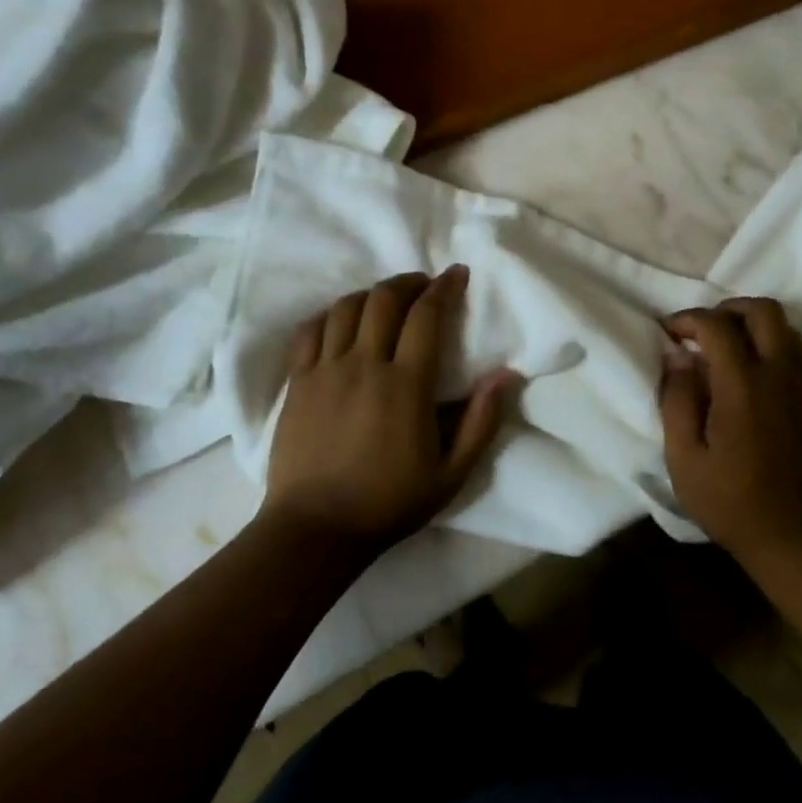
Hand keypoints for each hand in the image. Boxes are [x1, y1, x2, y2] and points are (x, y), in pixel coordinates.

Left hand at [264, 267, 517, 553]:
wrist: (315, 529)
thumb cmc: (389, 502)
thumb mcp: (451, 473)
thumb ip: (481, 422)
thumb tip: (504, 375)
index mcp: (406, 385)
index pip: (426, 316)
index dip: (443, 288)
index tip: (455, 273)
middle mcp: (364, 365)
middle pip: (384, 299)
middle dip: (408, 281)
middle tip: (424, 284)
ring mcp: (325, 371)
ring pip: (346, 308)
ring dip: (371, 294)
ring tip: (386, 300)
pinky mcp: (297, 382)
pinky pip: (310, 331)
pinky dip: (330, 314)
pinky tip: (342, 319)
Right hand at [659, 298, 801, 560]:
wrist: (789, 536)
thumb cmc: (727, 499)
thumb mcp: (683, 456)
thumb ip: (677, 399)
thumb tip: (679, 358)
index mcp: (742, 385)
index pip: (716, 326)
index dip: (688, 319)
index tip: (670, 333)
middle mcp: (780, 374)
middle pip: (765, 311)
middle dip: (730, 308)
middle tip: (707, 329)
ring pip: (791, 331)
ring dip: (760, 329)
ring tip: (735, 350)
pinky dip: (792, 356)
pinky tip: (773, 374)